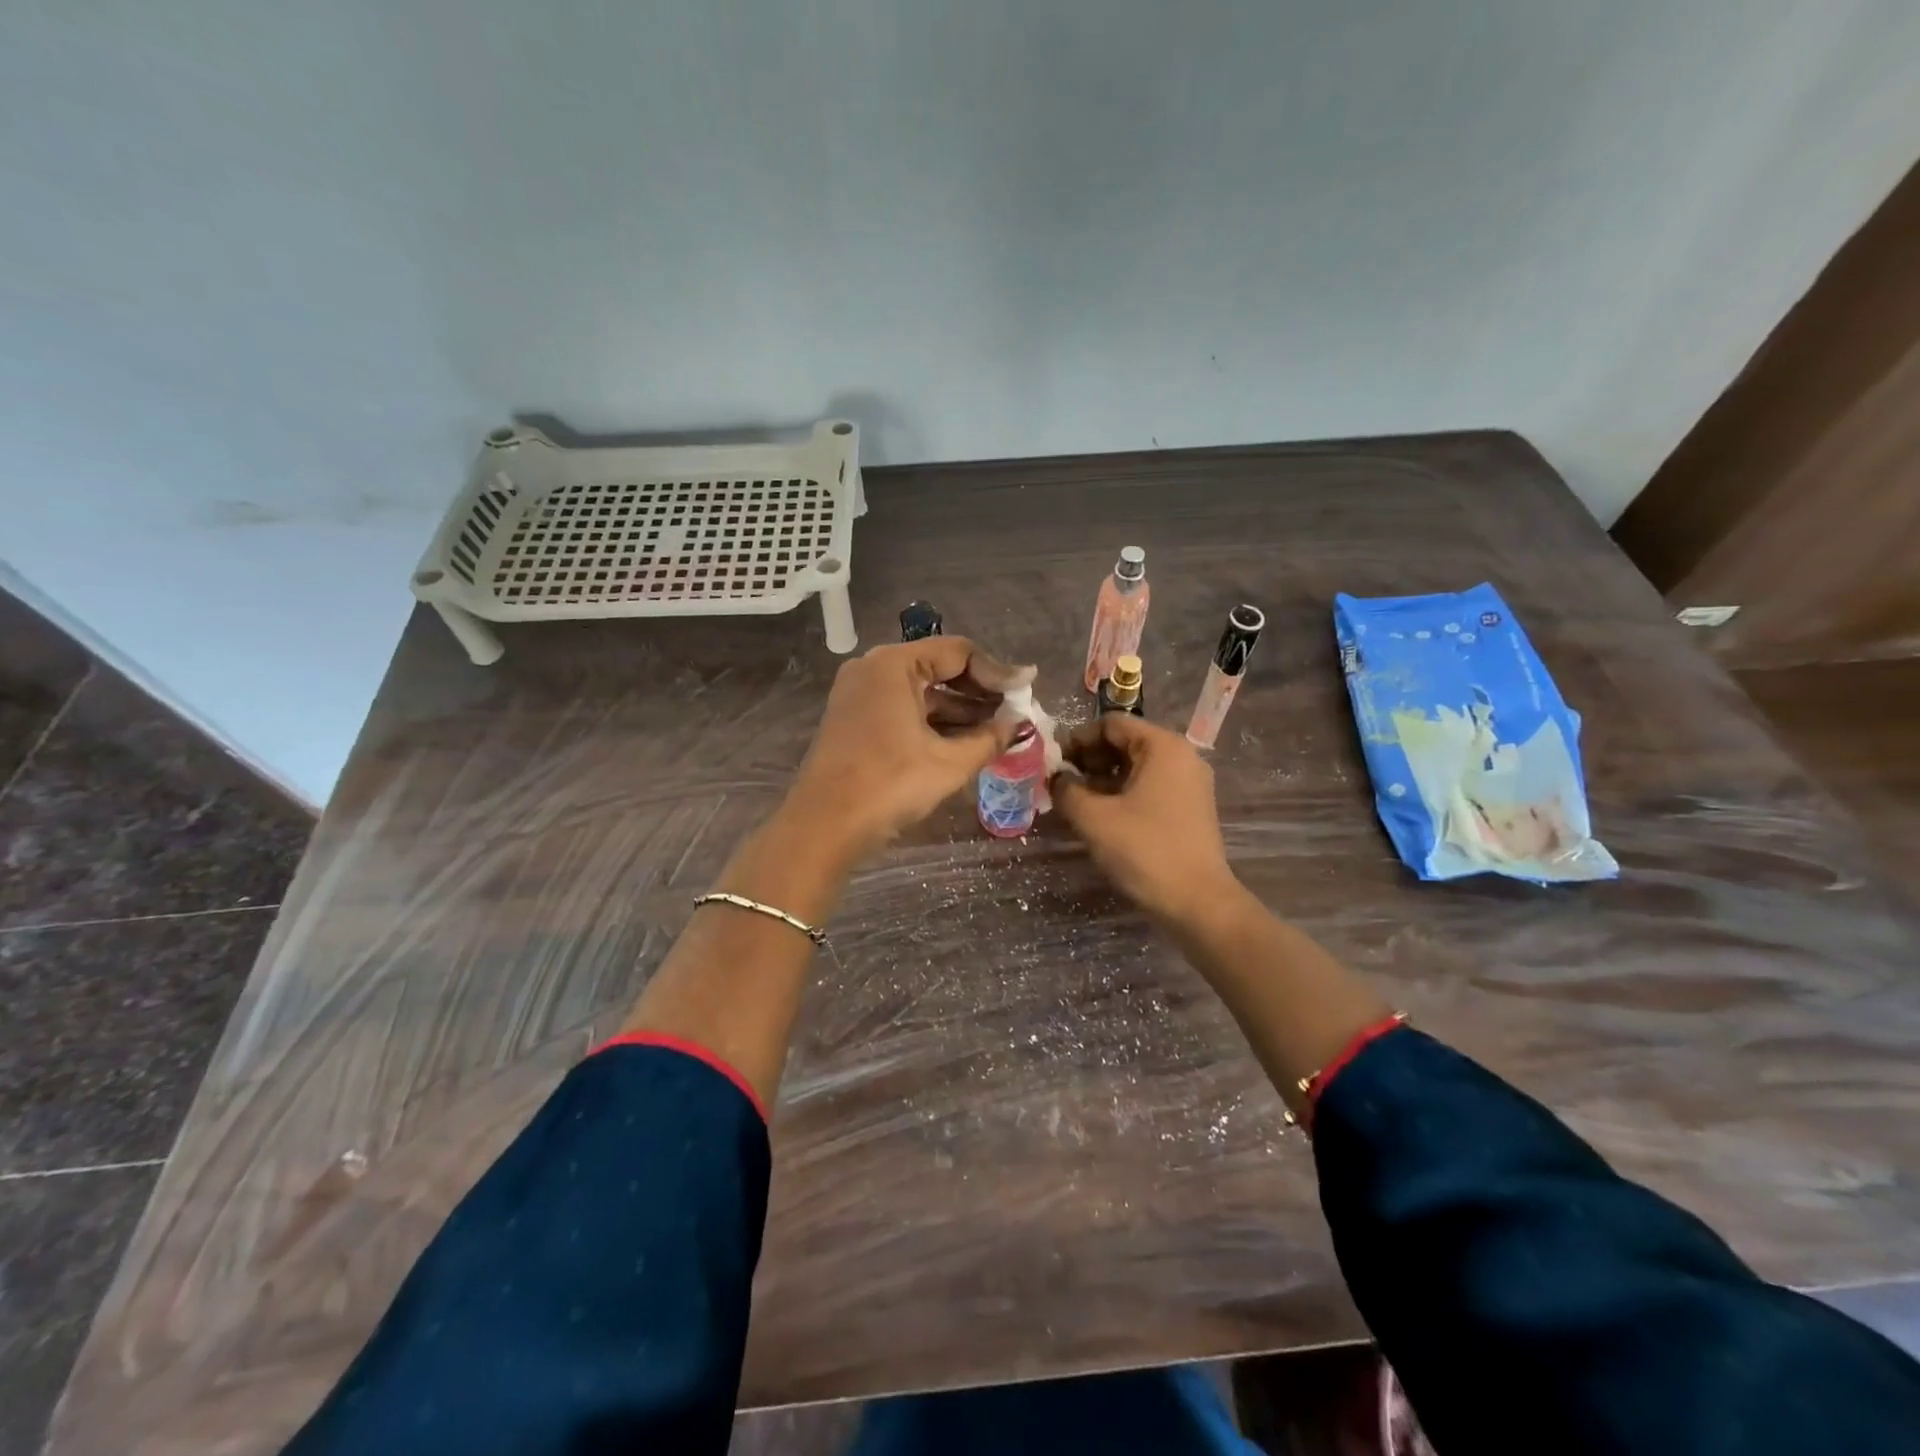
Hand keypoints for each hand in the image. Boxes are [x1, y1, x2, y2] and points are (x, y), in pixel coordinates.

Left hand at [786, 637, 1032, 862]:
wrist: (824, 826)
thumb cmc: (889, 784)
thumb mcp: (949, 763)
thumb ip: (990, 738)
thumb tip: (1020, 726)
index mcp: (893, 665)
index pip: (958, 652)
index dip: (997, 672)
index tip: (1027, 690)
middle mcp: (874, 670)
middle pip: (938, 667)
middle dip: (979, 691)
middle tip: (1015, 711)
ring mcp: (860, 694)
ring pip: (921, 691)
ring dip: (959, 709)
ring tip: (998, 730)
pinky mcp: (855, 719)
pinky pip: (904, 709)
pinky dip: (933, 721)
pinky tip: (965, 741)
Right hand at [1052, 714, 1238, 921]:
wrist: (1197, 902)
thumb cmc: (1144, 850)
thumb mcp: (1094, 818)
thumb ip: (1067, 790)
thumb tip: (1056, 778)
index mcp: (1163, 746)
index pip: (1111, 724)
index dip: (1077, 739)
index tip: (1053, 762)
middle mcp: (1181, 756)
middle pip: (1125, 743)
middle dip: (1089, 759)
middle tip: (1061, 783)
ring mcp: (1189, 783)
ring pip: (1136, 767)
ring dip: (1103, 778)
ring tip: (1075, 801)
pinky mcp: (1189, 808)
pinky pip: (1149, 787)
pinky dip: (1122, 793)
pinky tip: (1100, 815)